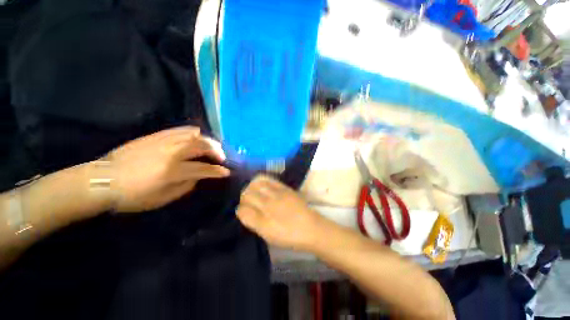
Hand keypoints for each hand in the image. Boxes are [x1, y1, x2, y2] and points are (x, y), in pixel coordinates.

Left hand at [105, 126, 229, 212]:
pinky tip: (197, 136)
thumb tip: (197, 177)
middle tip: (222, 157)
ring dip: (207, 140)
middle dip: (217, 151)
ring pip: (194, 134)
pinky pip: (180, 129)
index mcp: (172, 171)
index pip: (203, 168)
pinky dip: (193, 132)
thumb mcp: (162, 199)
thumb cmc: (132, 196)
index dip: (218, 171)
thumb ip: (185, 186)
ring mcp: (163, 141)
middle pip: (202, 145)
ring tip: (211, 146)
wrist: (102, 180)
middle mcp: (171, 153)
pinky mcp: (155, 135)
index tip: (226, 172)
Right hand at [236, 175, 323, 250]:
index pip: (242, 210)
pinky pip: (268, 179)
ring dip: (251, 187)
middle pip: (247, 194)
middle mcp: (268, 206)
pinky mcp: (285, 188)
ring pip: (255, 184)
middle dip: (243, 197)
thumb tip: (243, 211)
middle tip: (247, 201)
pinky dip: (261, 181)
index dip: (240, 210)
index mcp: (263, 223)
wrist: (311, 227)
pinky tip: (261, 185)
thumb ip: (253, 223)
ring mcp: (277, 195)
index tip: (243, 211)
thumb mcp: (268, 236)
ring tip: (253, 191)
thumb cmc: (289, 236)